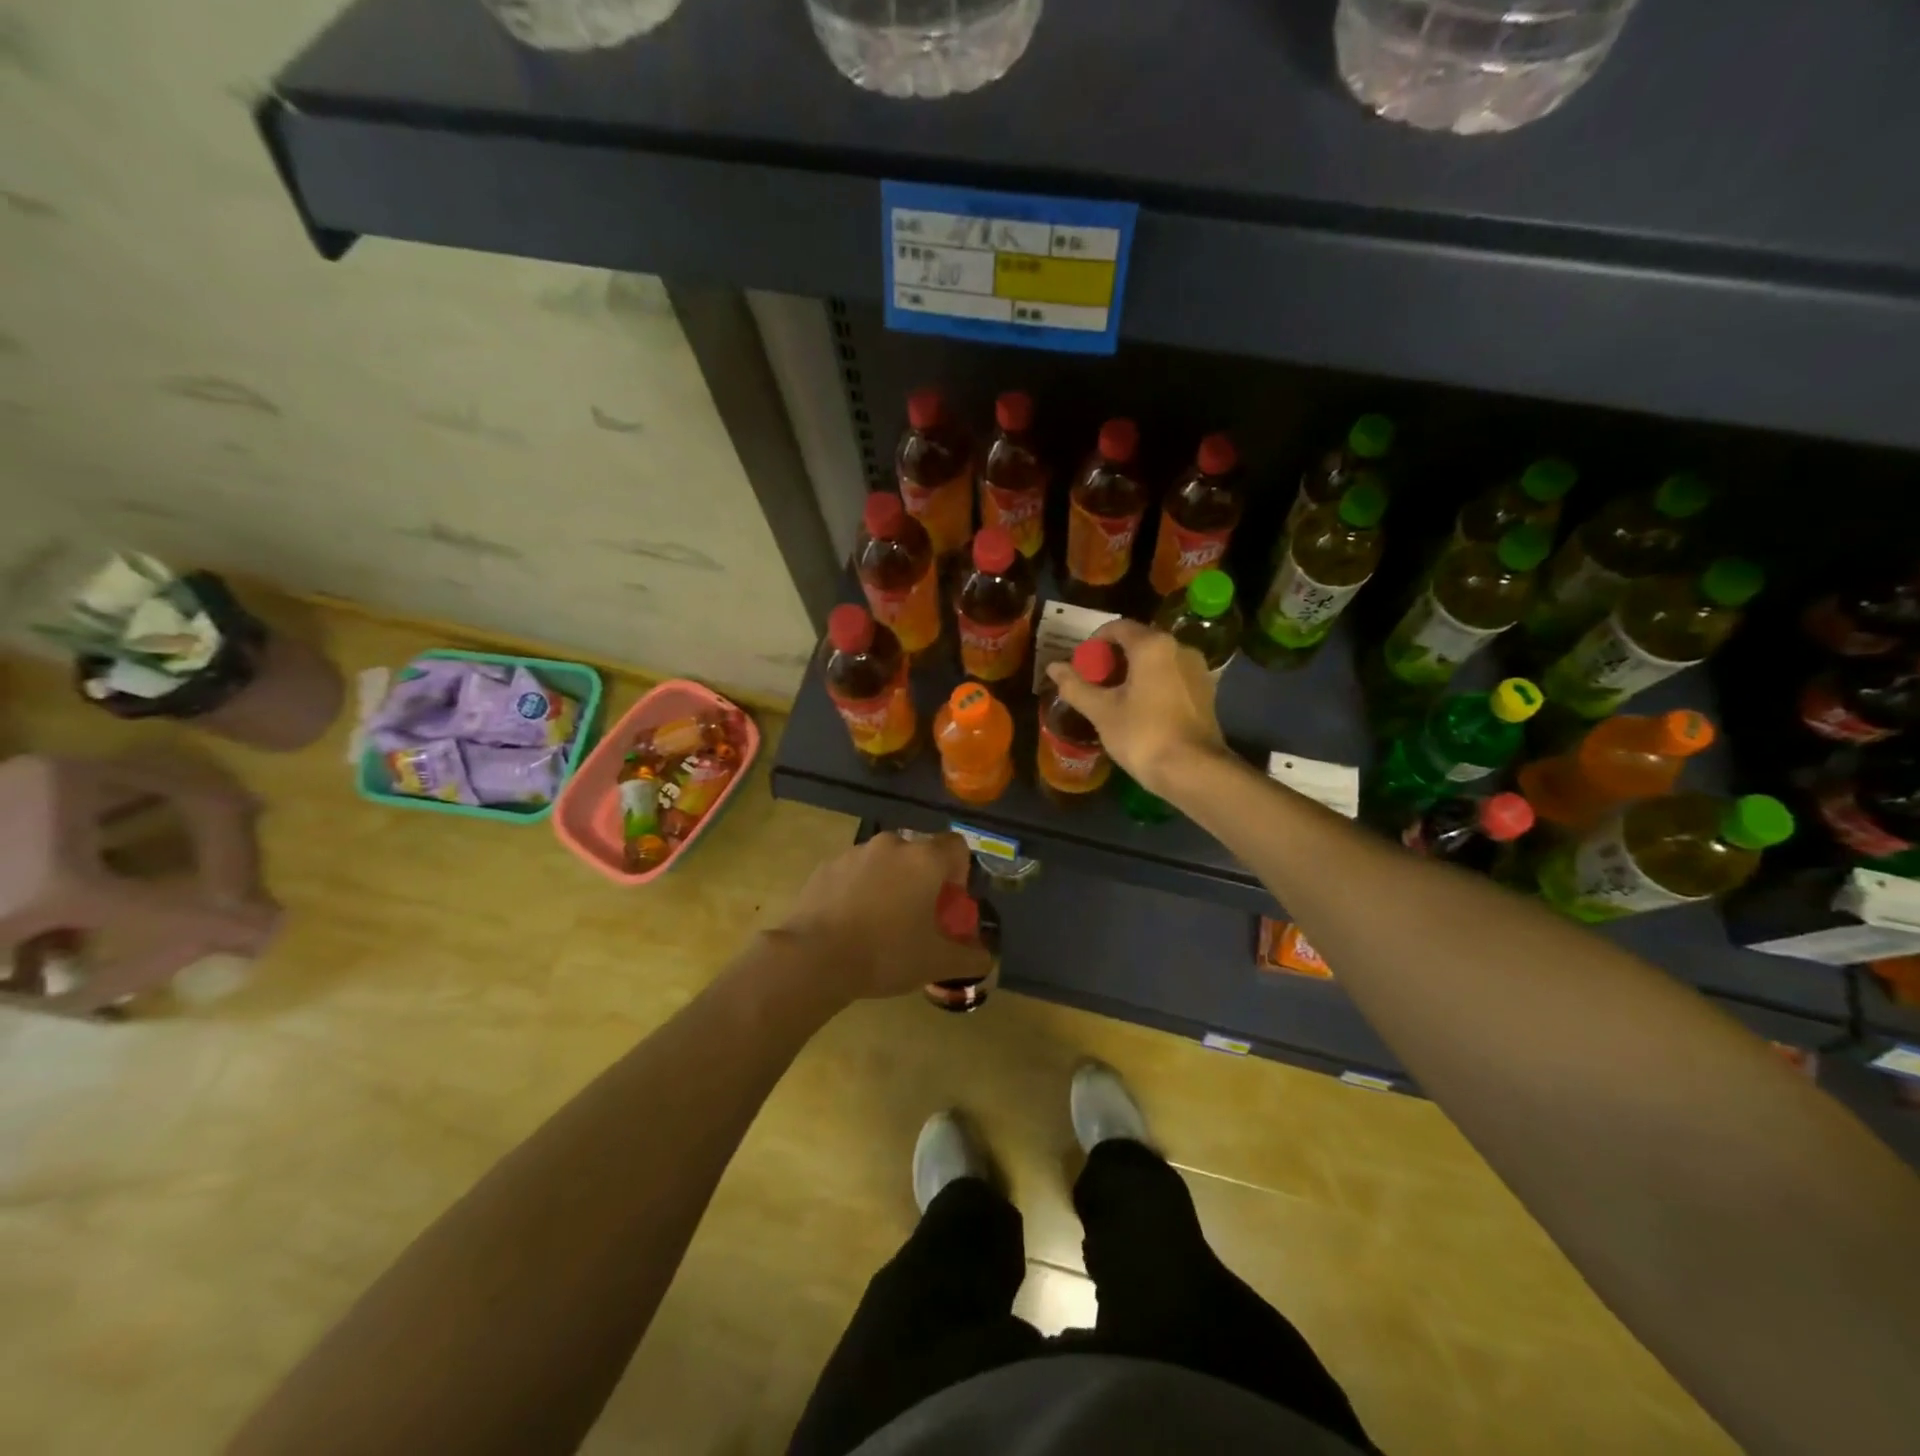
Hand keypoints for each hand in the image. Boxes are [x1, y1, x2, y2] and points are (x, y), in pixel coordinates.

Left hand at [771, 831, 991, 1003]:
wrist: (814, 957)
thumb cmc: (886, 954)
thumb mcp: (938, 963)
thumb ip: (971, 957)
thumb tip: (985, 958)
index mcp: (925, 859)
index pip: (956, 847)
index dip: (959, 874)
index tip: (948, 905)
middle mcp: (892, 845)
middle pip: (919, 853)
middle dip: (923, 880)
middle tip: (917, 918)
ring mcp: (855, 852)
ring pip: (885, 862)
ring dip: (891, 883)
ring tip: (881, 923)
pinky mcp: (826, 866)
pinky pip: (855, 872)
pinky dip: (860, 889)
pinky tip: (851, 923)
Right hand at [1045, 619, 1227, 798]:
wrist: (1192, 771)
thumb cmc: (1142, 735)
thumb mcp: (1101, 711)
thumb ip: (1075, 686)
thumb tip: (1053, 667)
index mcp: (1153, 645)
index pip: (1117, 627)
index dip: (1094, 642)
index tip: (1081, 664)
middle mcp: (1179, 648)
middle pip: (1139, 642)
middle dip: (1113, 659)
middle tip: (1093, 683)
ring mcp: (1198, 670)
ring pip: (1157, 661)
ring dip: (1133, 672)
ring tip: (1114, 697)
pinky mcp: (1206, 691)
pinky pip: (1172, 677)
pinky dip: (1153, 684)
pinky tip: (1140, 708)